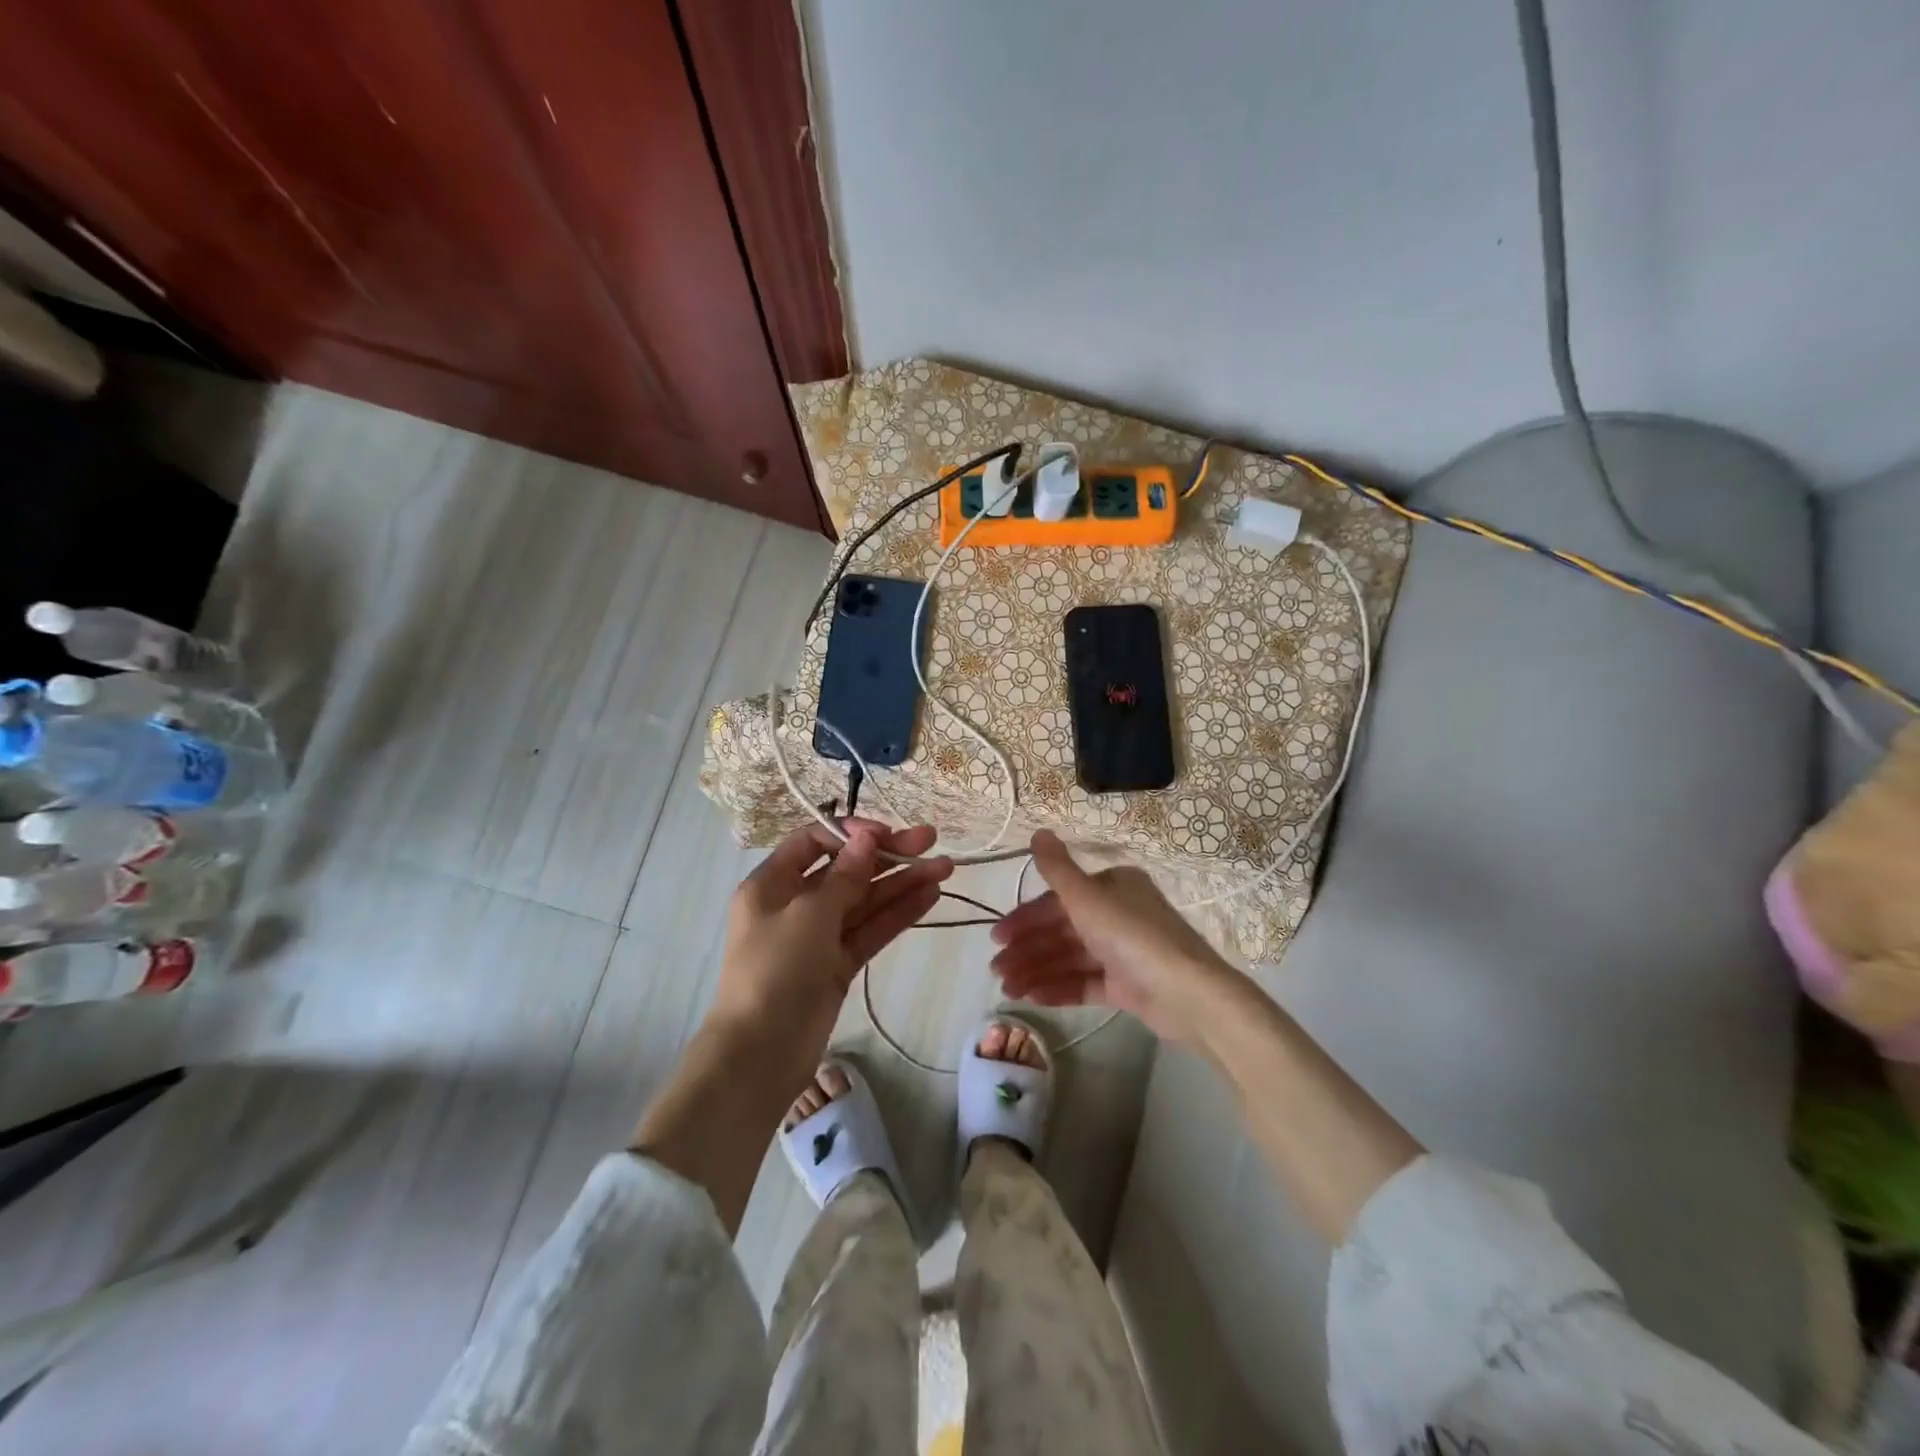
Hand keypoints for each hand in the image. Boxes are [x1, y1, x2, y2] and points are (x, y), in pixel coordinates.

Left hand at [711, 820, 951, 1073]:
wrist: (761, 1054)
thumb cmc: (776, 970)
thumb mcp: (809, 914)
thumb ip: (844, 876)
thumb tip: (865, 839)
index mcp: (772, 884)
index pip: (814, 842)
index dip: (851, 833)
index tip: (886, 834)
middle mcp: (795, 904)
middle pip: (846, 869)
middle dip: (888, 854)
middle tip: (931, 840)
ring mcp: (819, 936)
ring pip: (865, 900)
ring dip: (902, 883)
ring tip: (946, 868)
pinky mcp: (839, 964)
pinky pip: (871, 930)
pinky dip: (898, 913)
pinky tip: (930, 895)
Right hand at [990, 830, 1247, 1047]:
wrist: (1187, 994)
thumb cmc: (1133, 936)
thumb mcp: (1088, 898)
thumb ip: (1058, 869)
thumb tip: (1038, 831)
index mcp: (1112, 887)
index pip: (1058, 900)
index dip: (1025, 918)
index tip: (998, 938)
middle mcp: (1117, 914)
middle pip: (1061, 930)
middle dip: (1028, 950)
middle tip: (996, 970)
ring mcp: (1122, 951)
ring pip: (1070, 958)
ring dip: (1037, 971)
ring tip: (1008, 990)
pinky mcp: (1127, 985)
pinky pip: (1085, 982)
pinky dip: (1059, 988)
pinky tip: (1032, 997)